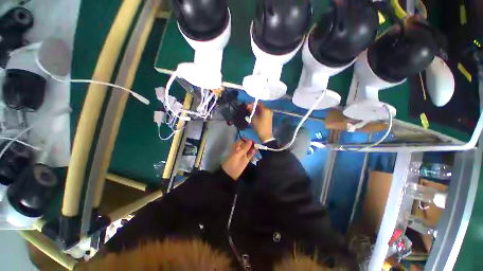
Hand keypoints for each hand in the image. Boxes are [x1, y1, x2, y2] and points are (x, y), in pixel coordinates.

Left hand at [222, 139, 255, 179]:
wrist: (230, 174)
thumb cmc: (232, 163)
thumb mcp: (237, 154)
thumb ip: (244, 148)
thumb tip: (250, 140)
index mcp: (236, 147)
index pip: (242, 140)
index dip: (247, 138)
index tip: (253, 137)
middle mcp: (240, 149)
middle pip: (247, 144)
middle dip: (252, 143)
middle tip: (258, 141)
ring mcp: (244, 154)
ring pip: (249, 149)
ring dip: (253, 147)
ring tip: (258, 145)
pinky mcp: (246, 159)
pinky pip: (250, 154)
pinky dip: (253, 153)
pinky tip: (256, 151)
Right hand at [247, 102, 272, 141]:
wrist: (265, 135)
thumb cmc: (259, 127)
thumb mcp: (254, 118)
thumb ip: (251, 111)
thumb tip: (248, 105)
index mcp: (266, 109)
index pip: (259, 103)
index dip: (253, 104)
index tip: (248, 106)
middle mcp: (269, 110)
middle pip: (261, 106)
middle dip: (254, 107)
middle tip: (248, 109)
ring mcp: (270, 114)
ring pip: (262, 109)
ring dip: (256, 110)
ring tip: (251, 112)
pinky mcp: (269, 117)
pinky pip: (263, 112)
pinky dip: (259, 113)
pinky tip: (255, 115)